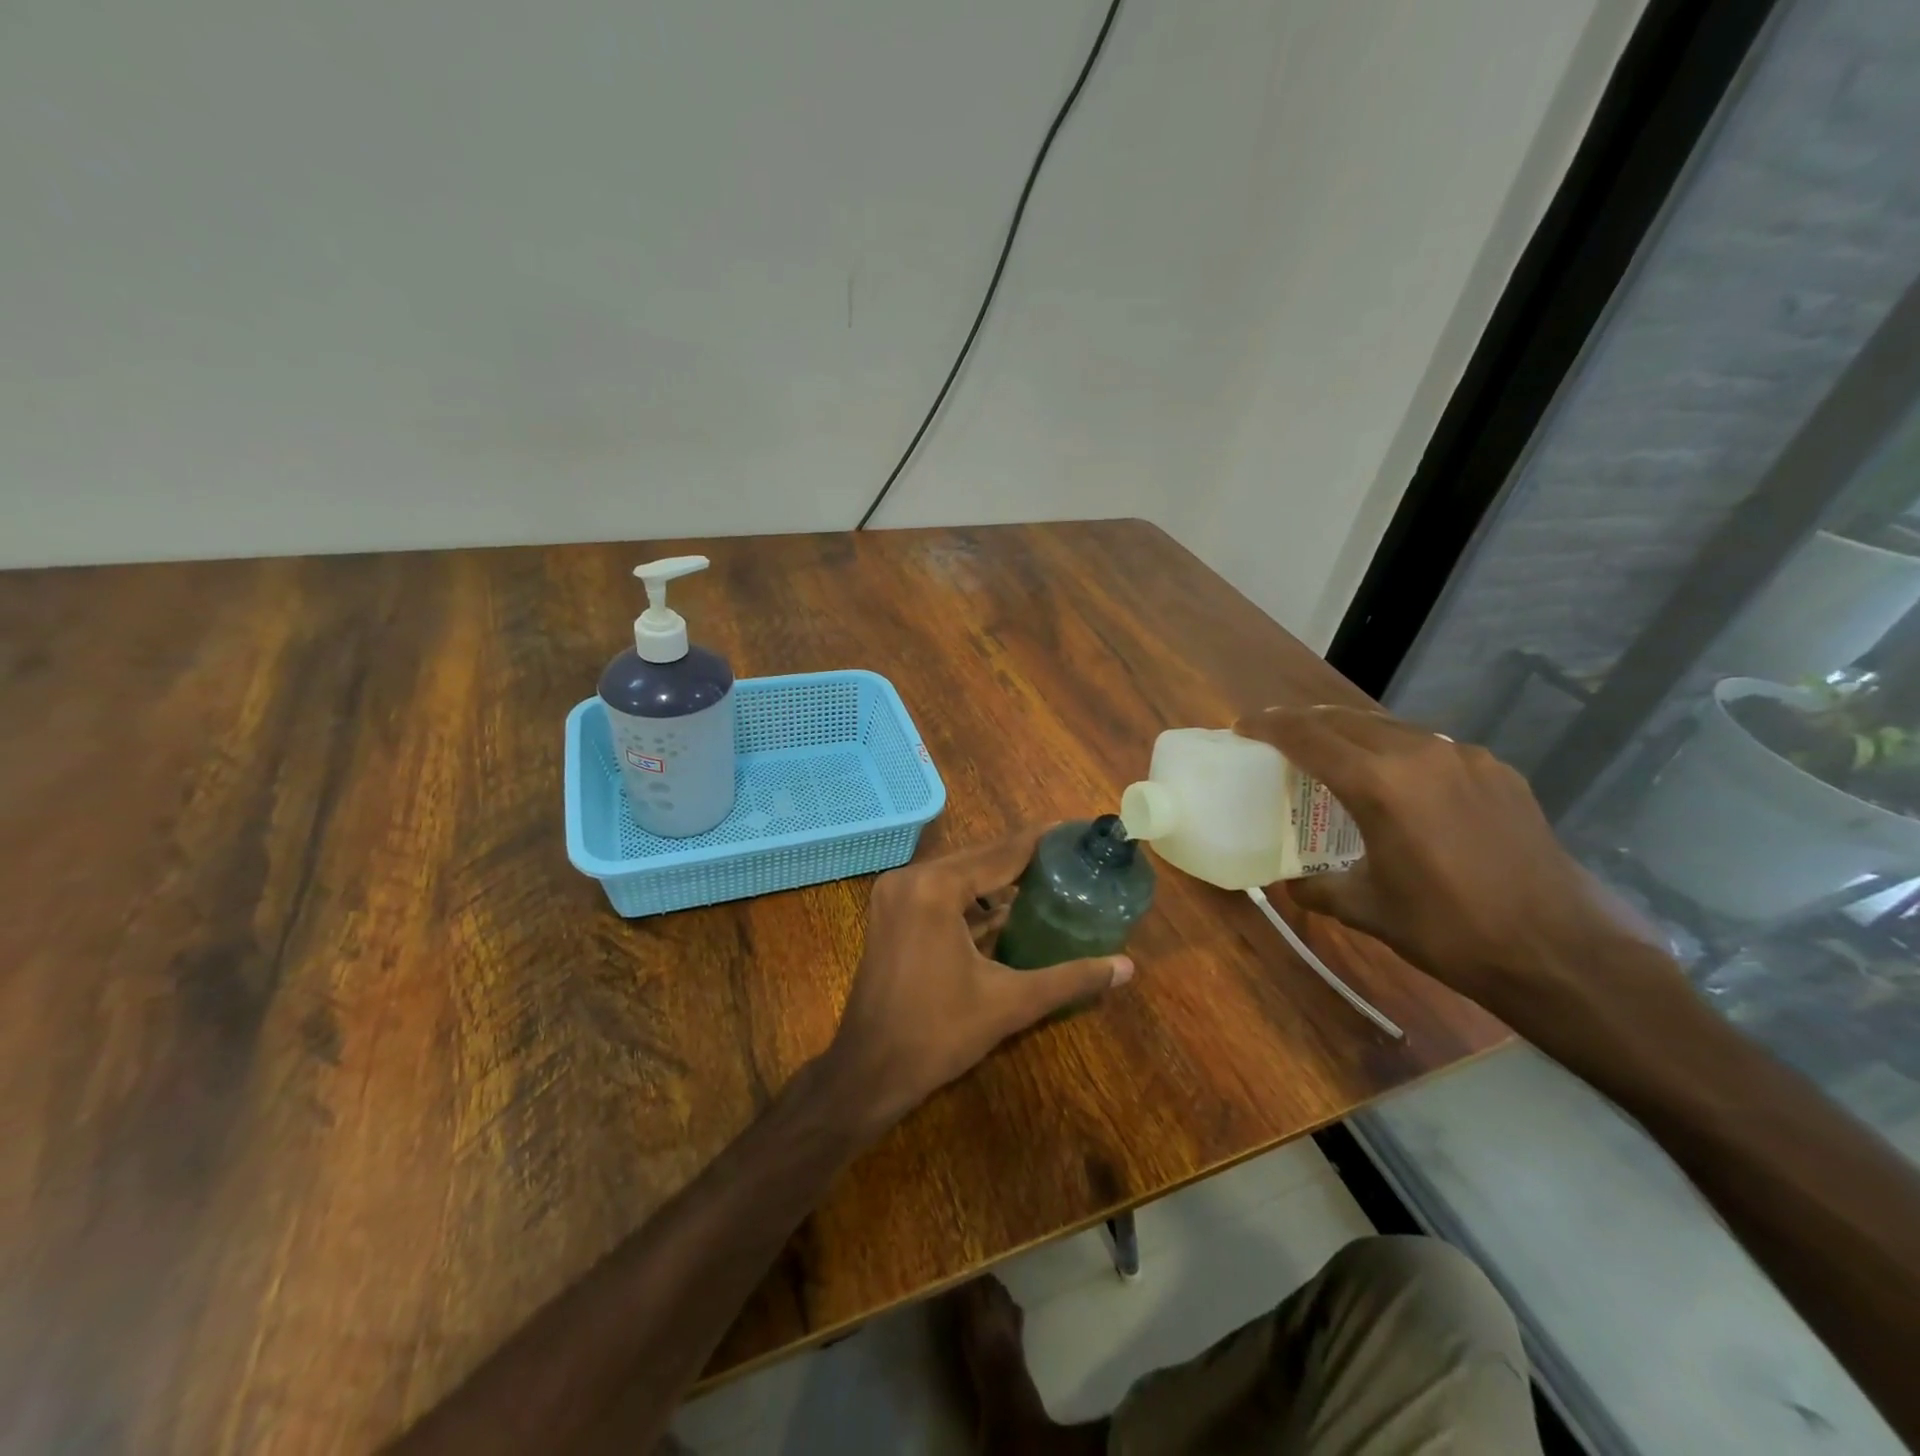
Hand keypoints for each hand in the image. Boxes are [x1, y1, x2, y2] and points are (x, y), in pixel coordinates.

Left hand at [821, 826, 1134, 1133]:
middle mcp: (910, 878)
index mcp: (935, 888)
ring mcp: (894, 894)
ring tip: (1046, 877)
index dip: (1042, 842)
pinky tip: (1006, 907)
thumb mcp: (1010, 1003)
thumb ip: (1070, 979)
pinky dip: (971, 897)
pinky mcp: (890, 913)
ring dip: (997, 877)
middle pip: (979, 858)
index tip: (1077, 830)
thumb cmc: (938, 1034)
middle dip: (1023, 858)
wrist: (868, 1071)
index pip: (1001, 853)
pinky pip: (939, 891)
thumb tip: (1127, 967)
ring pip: (958, 874)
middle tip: (1070, 857)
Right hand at [1236, 706, 1655, 1022]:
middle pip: (1345, 720)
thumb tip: (1291, 883)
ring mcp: (1464, 758)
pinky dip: (1397, 750)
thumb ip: (1318, 888)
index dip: (1268, 726)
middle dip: (1305, 723)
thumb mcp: (1367, 910)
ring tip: (1332, 754)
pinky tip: (1398, 781)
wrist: (1561, 951)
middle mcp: (1419, 755)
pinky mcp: (1497, 771)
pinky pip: (1430, 746)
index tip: (1243, 728)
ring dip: (1351, 732)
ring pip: (1390, 726)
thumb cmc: (1449, 930)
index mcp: (1379, 783)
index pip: (1307, 736)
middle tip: (1279, 739)